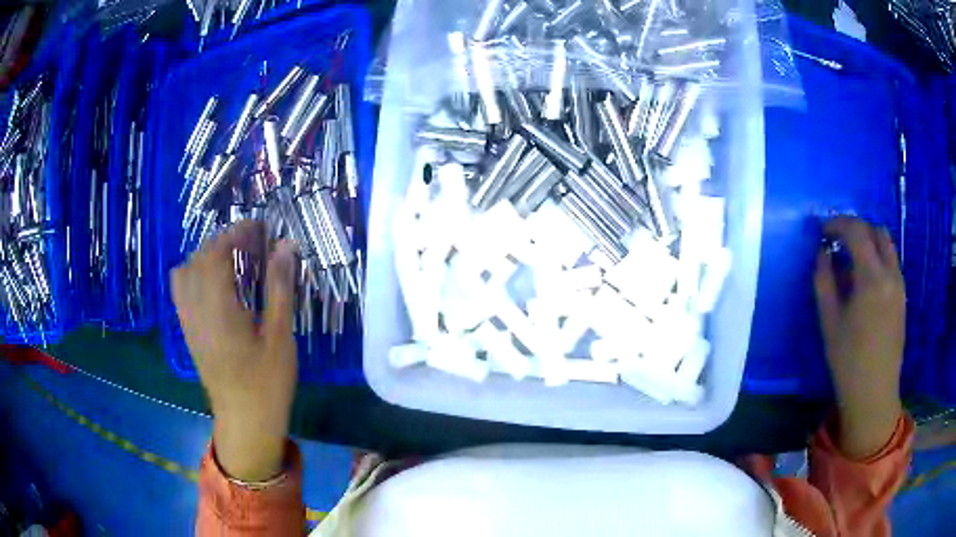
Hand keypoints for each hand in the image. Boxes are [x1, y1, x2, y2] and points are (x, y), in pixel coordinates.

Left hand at [171, 220, 298, 481]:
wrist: (245, 421)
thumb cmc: (267, 382)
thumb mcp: (280, 336)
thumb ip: (280, 287)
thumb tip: (285, 245)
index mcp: (219, 308)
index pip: (218, 252)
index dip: (237, 232)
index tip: (260, 227)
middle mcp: (196, 308)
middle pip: (200, 257)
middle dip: (224, 240)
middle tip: (253, 243)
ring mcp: (188, 320)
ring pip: (185, 270)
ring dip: (206, 255)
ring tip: (232, 260)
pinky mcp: (188, 331)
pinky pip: (180, 290)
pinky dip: (194, 273)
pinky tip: (214, 283)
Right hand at [815, 217, 904, 458]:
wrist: (874, 394)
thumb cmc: (848, 361)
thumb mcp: (829, 321)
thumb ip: (824, 280)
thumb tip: (823, 253)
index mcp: (871, 277)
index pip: (856, 231)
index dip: (837, 223)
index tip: (822, 230)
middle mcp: (890, 274)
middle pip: (876, 231)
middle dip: (856, 228)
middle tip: (838, 240)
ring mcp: (900, 285)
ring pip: (887, 245)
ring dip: (869, 242)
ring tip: (852, 258)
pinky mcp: (902, 297)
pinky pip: (891, 263)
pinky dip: (878, 258)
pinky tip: (865, 279)